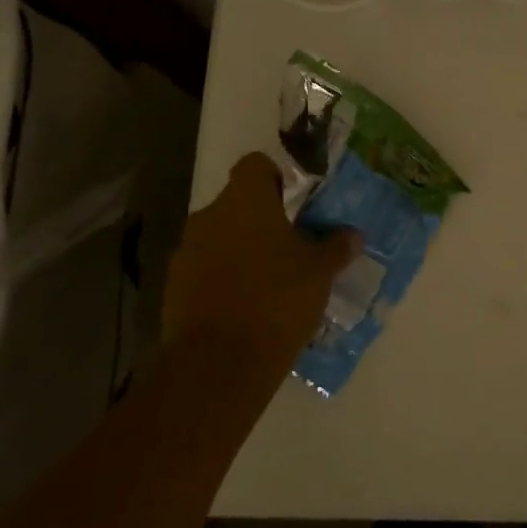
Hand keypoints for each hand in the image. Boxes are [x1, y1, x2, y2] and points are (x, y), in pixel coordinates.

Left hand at [162, 153, 361, 388]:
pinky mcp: (174, 288)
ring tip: (272, 280)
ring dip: (242, 250)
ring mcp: (186, 253)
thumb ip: (336, 246)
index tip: (296, 203)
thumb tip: (352, 234)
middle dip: (263, 220)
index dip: (276, 177)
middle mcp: (209, 217)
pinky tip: (249, 306)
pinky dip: (225, 279)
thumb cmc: (277, 298)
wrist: (219, 363)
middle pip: (237, 203)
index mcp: (244, 201)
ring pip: (221, 238)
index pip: (255, 165)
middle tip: (293, 245)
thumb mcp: (320, 271)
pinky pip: (206, 270)